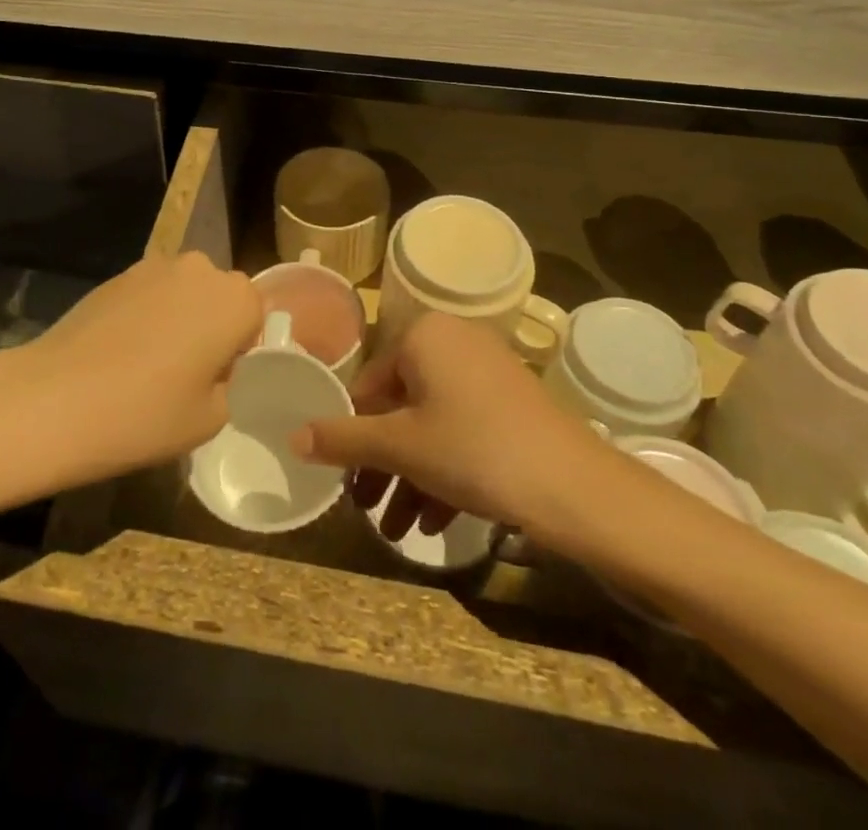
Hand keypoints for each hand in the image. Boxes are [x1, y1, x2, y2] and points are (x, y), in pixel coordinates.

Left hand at [3, 252, 261, 485]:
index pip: (256, 317)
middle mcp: (201, 269)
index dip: (239, 351)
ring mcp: (155, 266)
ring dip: (177, 319)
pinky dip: (144, 316)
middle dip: (210, 327)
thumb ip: (229, 385)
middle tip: (184, 374)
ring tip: (146, 364)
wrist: (54, 398)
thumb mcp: (210, 419)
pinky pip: (149, 294)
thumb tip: (214, 369)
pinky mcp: (117, 274)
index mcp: (235, 299)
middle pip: (219, 297)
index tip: (215, 381)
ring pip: (184, 293)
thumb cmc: (145, 413)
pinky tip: (119, 353)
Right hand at [293, 311, 601, 539]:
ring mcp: (487, 372)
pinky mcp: (512, 403)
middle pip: (400, 408)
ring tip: (398, 531)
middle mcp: (454, 342)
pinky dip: (444, 470)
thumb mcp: (401, 446)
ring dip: (411, 477)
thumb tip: (292, 436)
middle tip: (367, 510)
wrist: (575, 486)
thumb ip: (343, 440)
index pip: (368, 385)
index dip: (353, 436)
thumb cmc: (474, 450)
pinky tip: (433, 522)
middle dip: (383, 465)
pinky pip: (463, 431)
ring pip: (432, 425)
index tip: (346, 479)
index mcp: (423, 335)